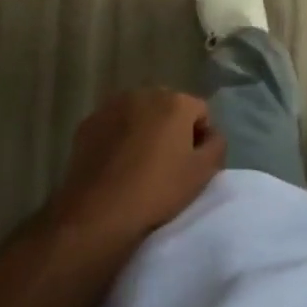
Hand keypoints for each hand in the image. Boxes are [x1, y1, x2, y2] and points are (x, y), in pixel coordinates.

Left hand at [48, 90, 225, 247]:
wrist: (98, 212)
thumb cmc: (157, 190)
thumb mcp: (203, 173)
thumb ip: (217, 145)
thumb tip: (211, 134)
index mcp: (175, 102)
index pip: (200, 112)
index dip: (201, 137)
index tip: (193, 163)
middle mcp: (144, 93)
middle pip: (168, 108)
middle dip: (171, 129)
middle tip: (168, 163)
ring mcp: (112, 106)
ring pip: (139, 114)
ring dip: (144, 130)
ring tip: (140, 164)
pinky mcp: (88, 123)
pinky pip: (113, 125)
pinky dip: (118, 138)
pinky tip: (116, 165)